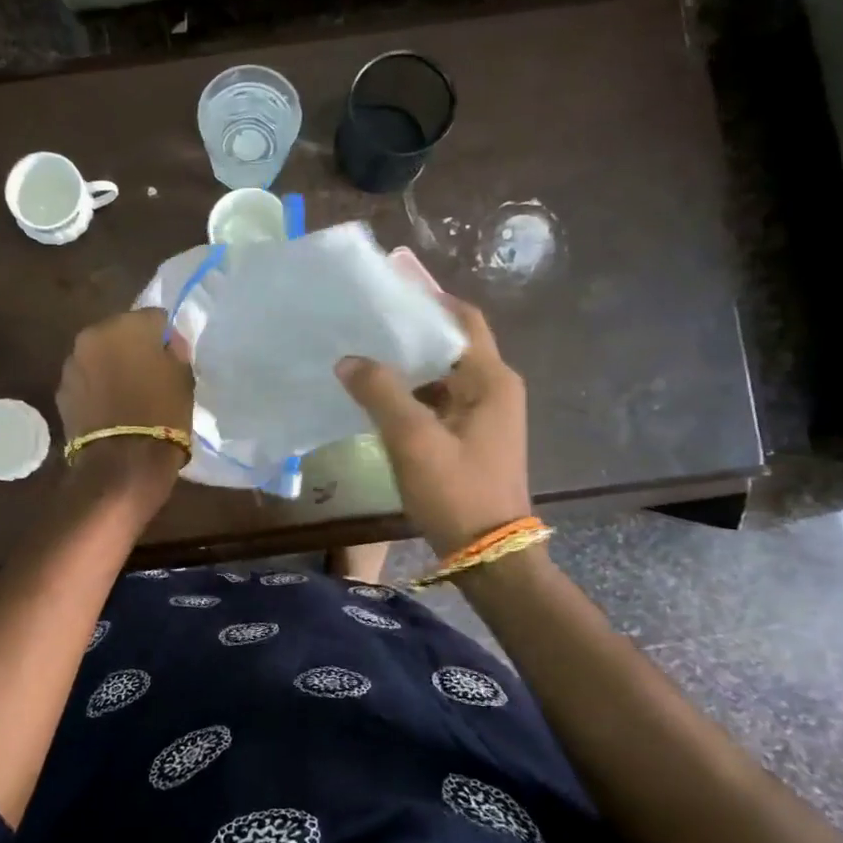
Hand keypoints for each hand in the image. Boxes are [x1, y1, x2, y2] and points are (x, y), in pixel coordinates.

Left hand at [57, 308, 194, 495]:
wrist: (123, 464)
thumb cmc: (163, 416)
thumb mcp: (184, 379)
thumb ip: (175, 351)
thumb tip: (167, 343)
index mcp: (128, 325)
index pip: (154, 318)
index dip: (165, 337)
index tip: (172, 357)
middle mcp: (94, 335)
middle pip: (120, 333)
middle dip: (132, 348)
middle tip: (148, 373)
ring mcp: (73, 363)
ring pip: (99, 355)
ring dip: (111, 366)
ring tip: (127, 393)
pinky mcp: (62, 391)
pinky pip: (86, 380)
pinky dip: (96, 387)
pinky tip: (109, 408)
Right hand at [335, 298, 530, 556]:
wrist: (489, 555)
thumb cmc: (456, 492)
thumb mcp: (413, 439)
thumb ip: (380, 392)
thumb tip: (348, 360)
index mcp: (491, 379)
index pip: (463, 319)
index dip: (429, 298)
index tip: (388, 288)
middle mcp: (494, 388)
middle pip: (451, 344)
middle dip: (410, 331)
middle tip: (365, 321)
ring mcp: (485, 414)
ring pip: (442, 374)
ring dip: (408, 364)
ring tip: (363, 353)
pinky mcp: (472, 437)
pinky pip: (439, 400)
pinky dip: (412, 392)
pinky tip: (378, 396)